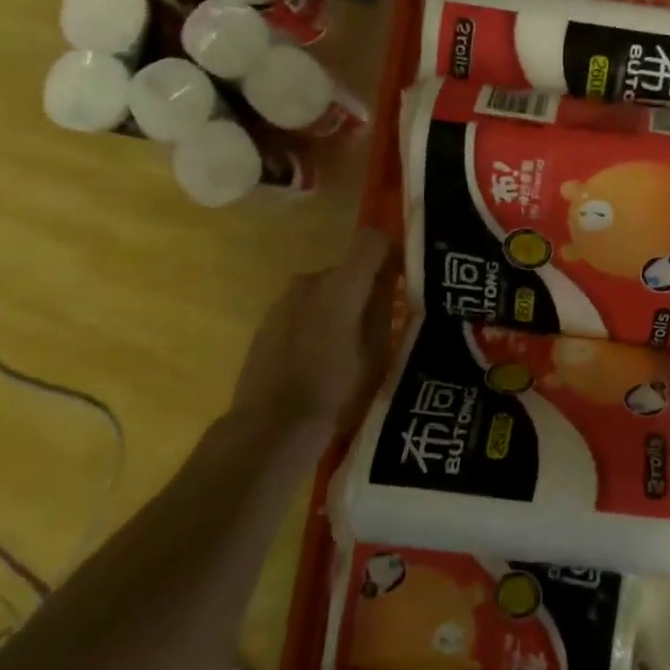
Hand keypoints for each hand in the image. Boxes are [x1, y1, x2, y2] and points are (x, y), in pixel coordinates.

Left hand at [229, 228, 395, 434]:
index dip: (391, 251)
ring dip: (340, 305)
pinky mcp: (266, 321)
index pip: (372, 240)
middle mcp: (309, 281)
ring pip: (325, 289)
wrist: (270, 429)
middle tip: (380, 323)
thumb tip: (391, 276)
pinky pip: (303, 308)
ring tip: (348, 345)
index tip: (403, 276)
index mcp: (341, 285)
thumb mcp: (377, 354)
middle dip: (366, 287)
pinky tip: (319, 356)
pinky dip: (316, 320)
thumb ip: (384, 307)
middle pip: (349, 268)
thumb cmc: (336, 392)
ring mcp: (283, 300)